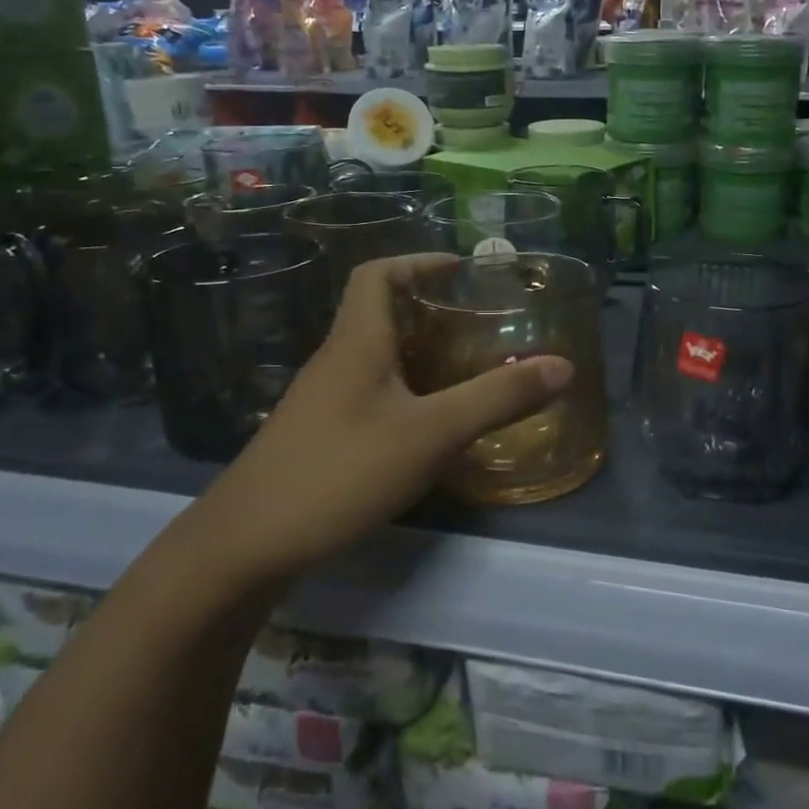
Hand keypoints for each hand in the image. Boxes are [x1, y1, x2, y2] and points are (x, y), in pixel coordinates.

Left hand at [189, 254, 572, 582]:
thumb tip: (564, 365)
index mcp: (356, 342)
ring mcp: (322, 401)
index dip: (417, 261)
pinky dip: (405, 393)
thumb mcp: (430, 433)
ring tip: (468, 370)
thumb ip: (497, 398)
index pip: (376, 274)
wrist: (245, 547)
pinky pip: (370, 394)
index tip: (462, 271)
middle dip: (430, 310)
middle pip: (380, 313)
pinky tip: (430, 426)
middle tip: (481, 324)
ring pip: (376, 357)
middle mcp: (335, 361)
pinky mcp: (319, 437)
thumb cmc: (339, 471)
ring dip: (420, 354)